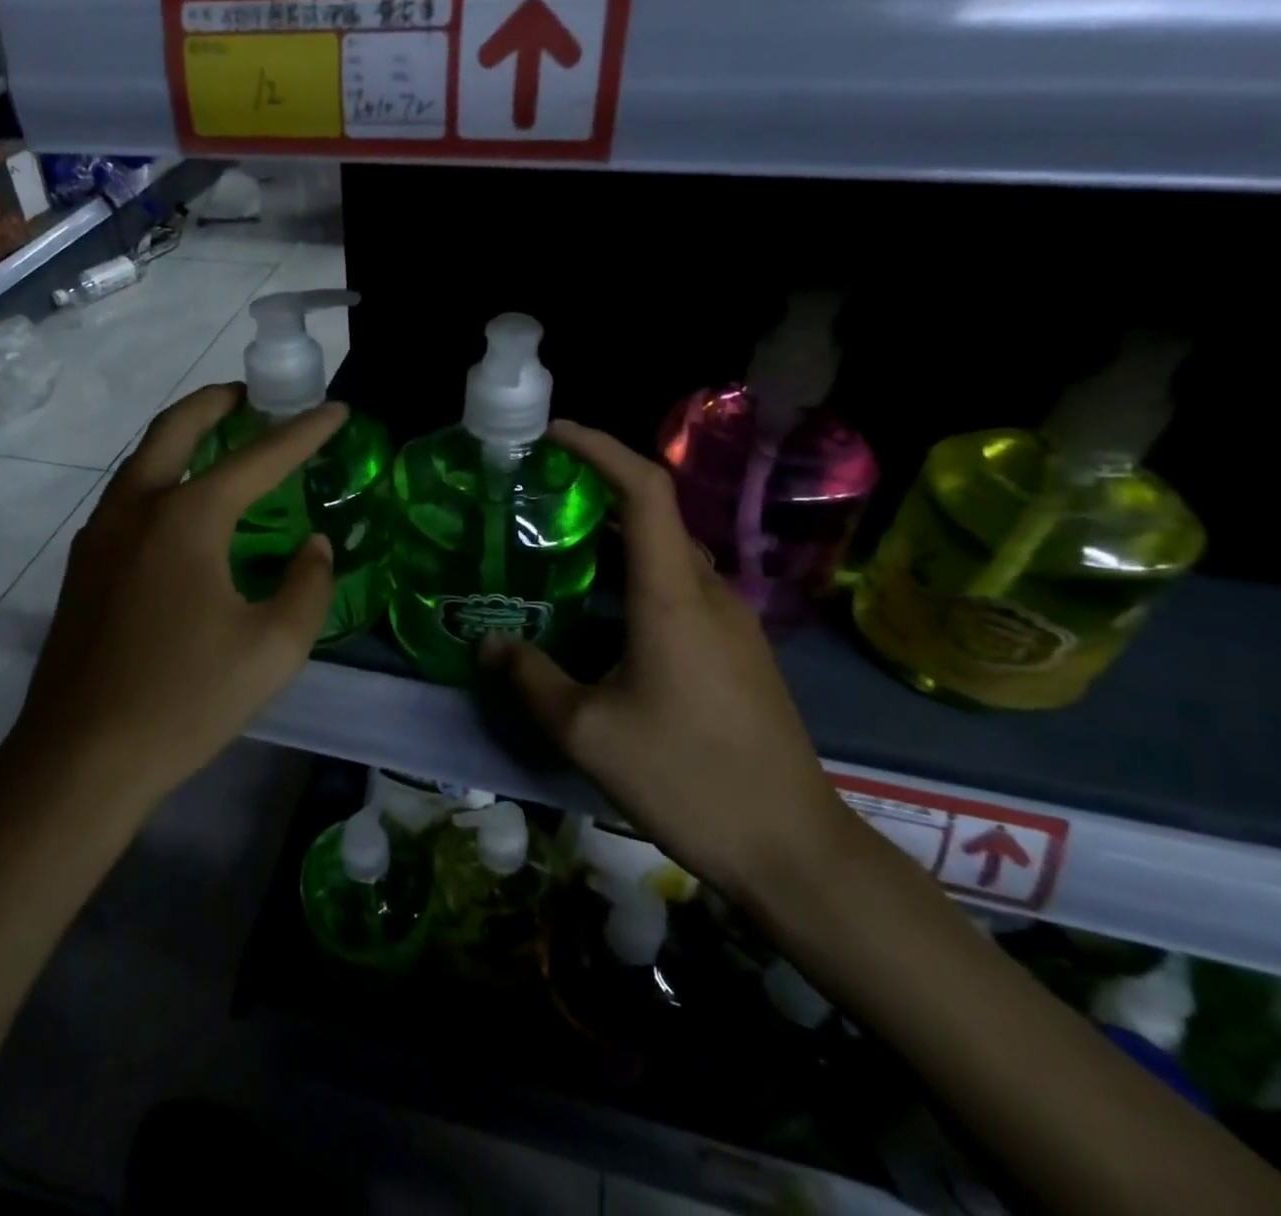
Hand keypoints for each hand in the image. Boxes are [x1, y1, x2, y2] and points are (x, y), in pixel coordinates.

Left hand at [11, 384, 344, 805]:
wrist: (81, 758)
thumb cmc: (187, 700)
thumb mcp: (275, 648)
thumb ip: (308, 585)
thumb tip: (315, 547)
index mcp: (187, 519)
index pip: (259, 458)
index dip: (304, 432)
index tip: (336, 409)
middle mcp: (137, 508)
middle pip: (175, 428)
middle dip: (217, 402)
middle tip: (251, 394)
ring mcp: (100, 535)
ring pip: (142, 459)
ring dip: (182, 436)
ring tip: (219, 439)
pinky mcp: (83, 566)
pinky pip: (128, 496)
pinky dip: (161, 475)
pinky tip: (182, 507)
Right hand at [482, 420, 852, 898]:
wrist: (790, 847)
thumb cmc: (686, 778)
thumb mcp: (587, 732)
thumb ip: (530, 678)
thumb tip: (490, 644)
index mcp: (672, 595)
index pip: (644, 488)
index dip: (600, 447)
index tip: (553, 434)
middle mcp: (708, 591)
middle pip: (655, 514)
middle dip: (598, 491)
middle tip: (539, 497)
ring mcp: (732, 620)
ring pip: (669, 553)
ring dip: (618, 538)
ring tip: (561, 548)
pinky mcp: (740, 649)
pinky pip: (682, 587)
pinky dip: (638, 575)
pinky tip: (604, 613)